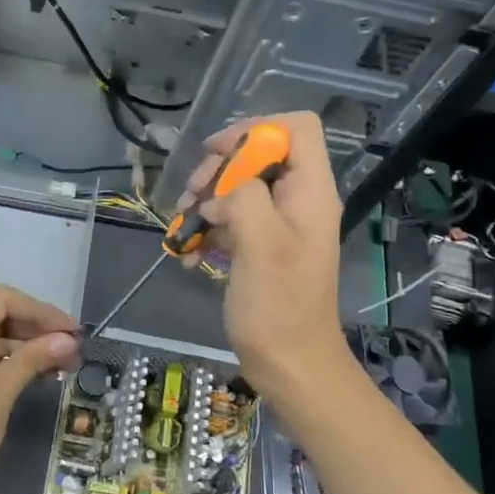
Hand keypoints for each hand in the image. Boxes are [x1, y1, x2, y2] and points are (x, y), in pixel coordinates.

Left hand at [0, 284, 80, 493]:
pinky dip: (2, 362)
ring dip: (21, 348)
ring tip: (58, 367)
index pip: (4, 300)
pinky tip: (29, 377)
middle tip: (70, 351)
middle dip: (34, 330)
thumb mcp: (0, 392)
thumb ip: (33, 358)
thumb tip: (68, 340)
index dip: (42, 311)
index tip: (73, 331)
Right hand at [182, 111, 347, 398]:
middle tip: (193, 197)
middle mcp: (298, 201)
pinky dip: (208, 233)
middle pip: (259, 155)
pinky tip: (190, 257)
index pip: (296, 127)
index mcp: (311, 192)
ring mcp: (279, 226)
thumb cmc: (279, 307)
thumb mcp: (261, 244)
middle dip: (219, 171)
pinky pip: (232, 222)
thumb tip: (224, 186)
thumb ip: (244, 197)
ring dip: (206, 203)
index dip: (255, 130)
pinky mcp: (261, 248)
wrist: (290, 365)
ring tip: (183, 229)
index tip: (217, 155)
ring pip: (239, 189)